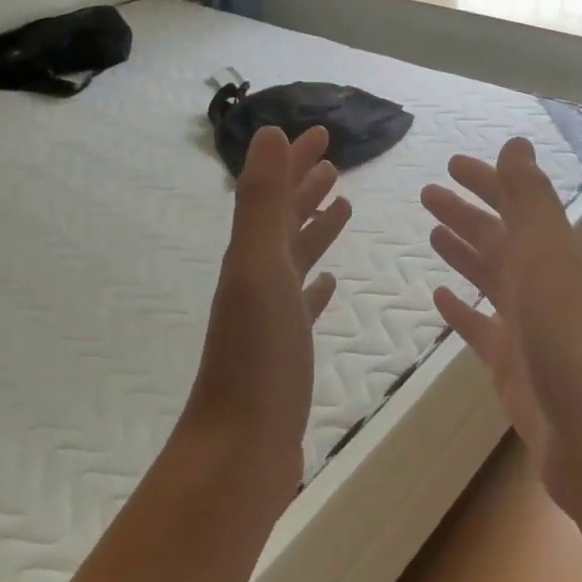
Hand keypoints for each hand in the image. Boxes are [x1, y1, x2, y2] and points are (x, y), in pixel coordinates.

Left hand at [183, 126, 351, 506]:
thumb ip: (263, 201)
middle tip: (334, 163)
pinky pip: (302, 304)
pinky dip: (315, 286)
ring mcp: (270, 318)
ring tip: (341, 208)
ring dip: (314, 230)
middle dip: (306, 188)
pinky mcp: (285, 351)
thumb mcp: (259, 267)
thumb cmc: (257, 356)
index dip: (296, 162)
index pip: (276, 194)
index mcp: (251, 257)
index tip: (322, 133)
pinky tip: (328, 284)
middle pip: (284, 222)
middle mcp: (256, 280)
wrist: (240, 449)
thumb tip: (268, 132)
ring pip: (295, 260)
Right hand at [422, 137, 581, 513]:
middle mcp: (544, 286)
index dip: (486, 182)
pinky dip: (461, 311)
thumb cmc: (572, 340)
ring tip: (431, 233)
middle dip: (466, 213)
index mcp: (555, 256)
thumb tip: (517, 142)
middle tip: (427, 193)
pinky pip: (480, 329)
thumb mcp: (549, 259)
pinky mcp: (513, 368)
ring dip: (463, 253)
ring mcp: (529, 329)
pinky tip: (439, 299)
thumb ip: (529, 201)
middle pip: (498, 239)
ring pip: (489, 279)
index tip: (451, 163)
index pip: (515, 205)